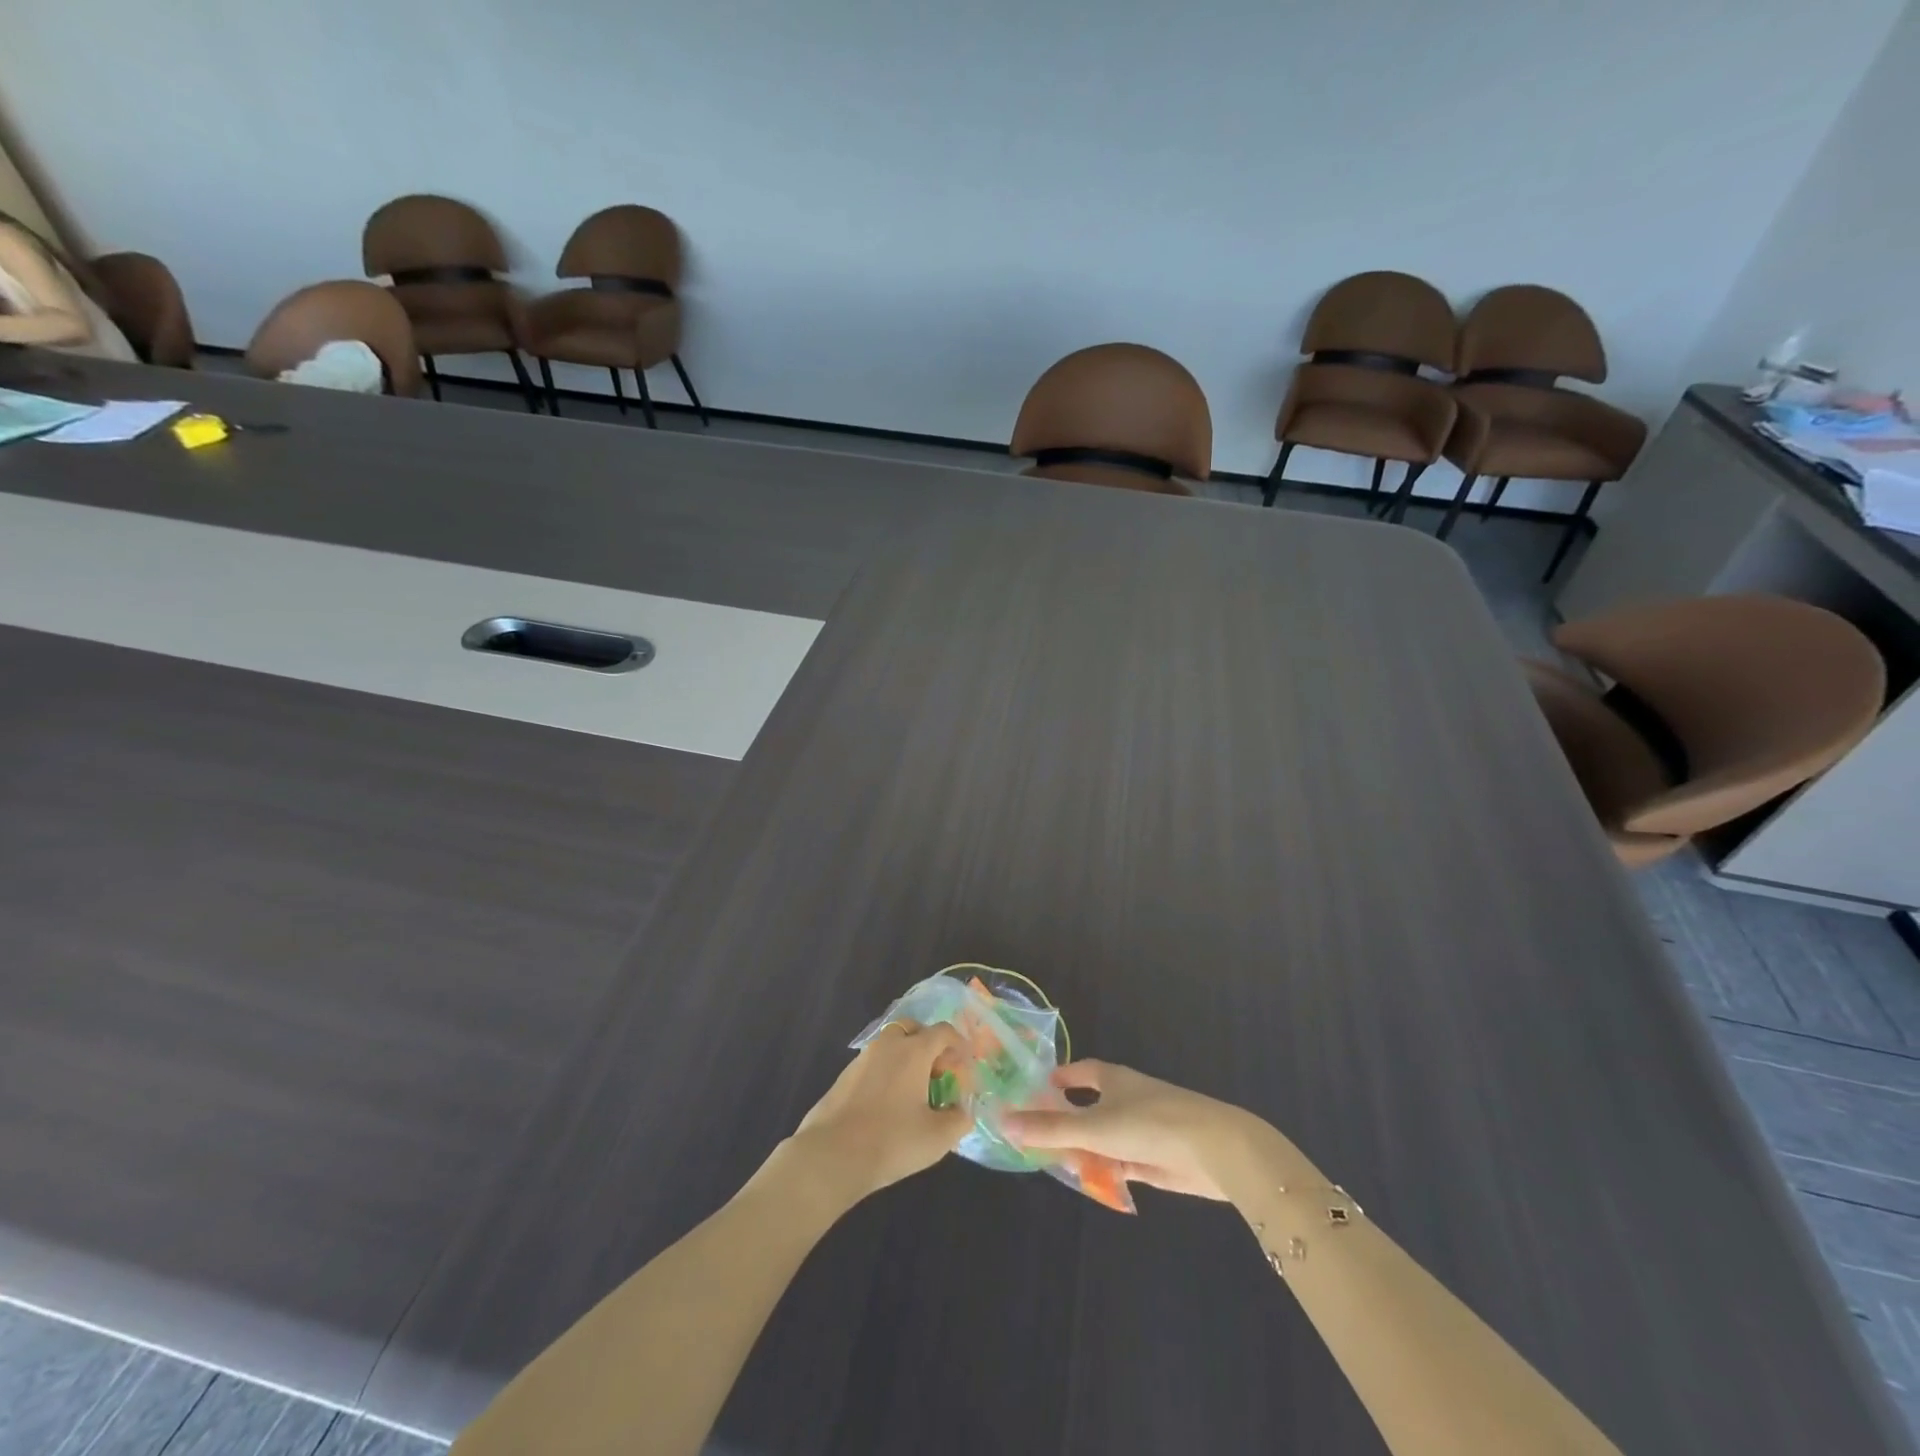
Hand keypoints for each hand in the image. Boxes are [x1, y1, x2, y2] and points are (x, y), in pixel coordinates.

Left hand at [786, 1020, 968, 1202]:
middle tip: (937, 1073)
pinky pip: (874, 1062)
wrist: (832, 1156)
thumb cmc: (892, 1141)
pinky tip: (888, 1104)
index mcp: (914, 1051)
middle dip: (930, 1045)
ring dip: (907, 1058)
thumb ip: (959, 1119)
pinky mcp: (845, 1076)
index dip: (958, 1044)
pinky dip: (887, 1072)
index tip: (965, 1066)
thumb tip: (962, 1109)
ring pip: (891, 1045)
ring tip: (914, 1092)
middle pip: (914, 1029)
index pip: (943, 1031)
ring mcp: (862, 1058)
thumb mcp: (937, 1137)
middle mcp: (888, 1045)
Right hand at [1001, 1060, 1255, 1200]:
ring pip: (1103, 1138)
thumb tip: (1003, 1120)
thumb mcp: (1094, 1126)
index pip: (1078, 1072)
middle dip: (1065, 1121)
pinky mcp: (1154, 1159)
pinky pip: (1119, 1162)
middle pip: (1088, 1107)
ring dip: (1083, 1150)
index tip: (1033, 1090)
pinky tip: (1088, 1181)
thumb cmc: (1150, 1124)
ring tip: (1054, 1164)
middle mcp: (1125, 1099)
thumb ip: (1050, 1128)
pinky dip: (1103, 1169)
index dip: (1058, 1080)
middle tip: (1034, 1137)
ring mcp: (1141, 1130)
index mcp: (1112, 1079)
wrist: (1214, 1150)